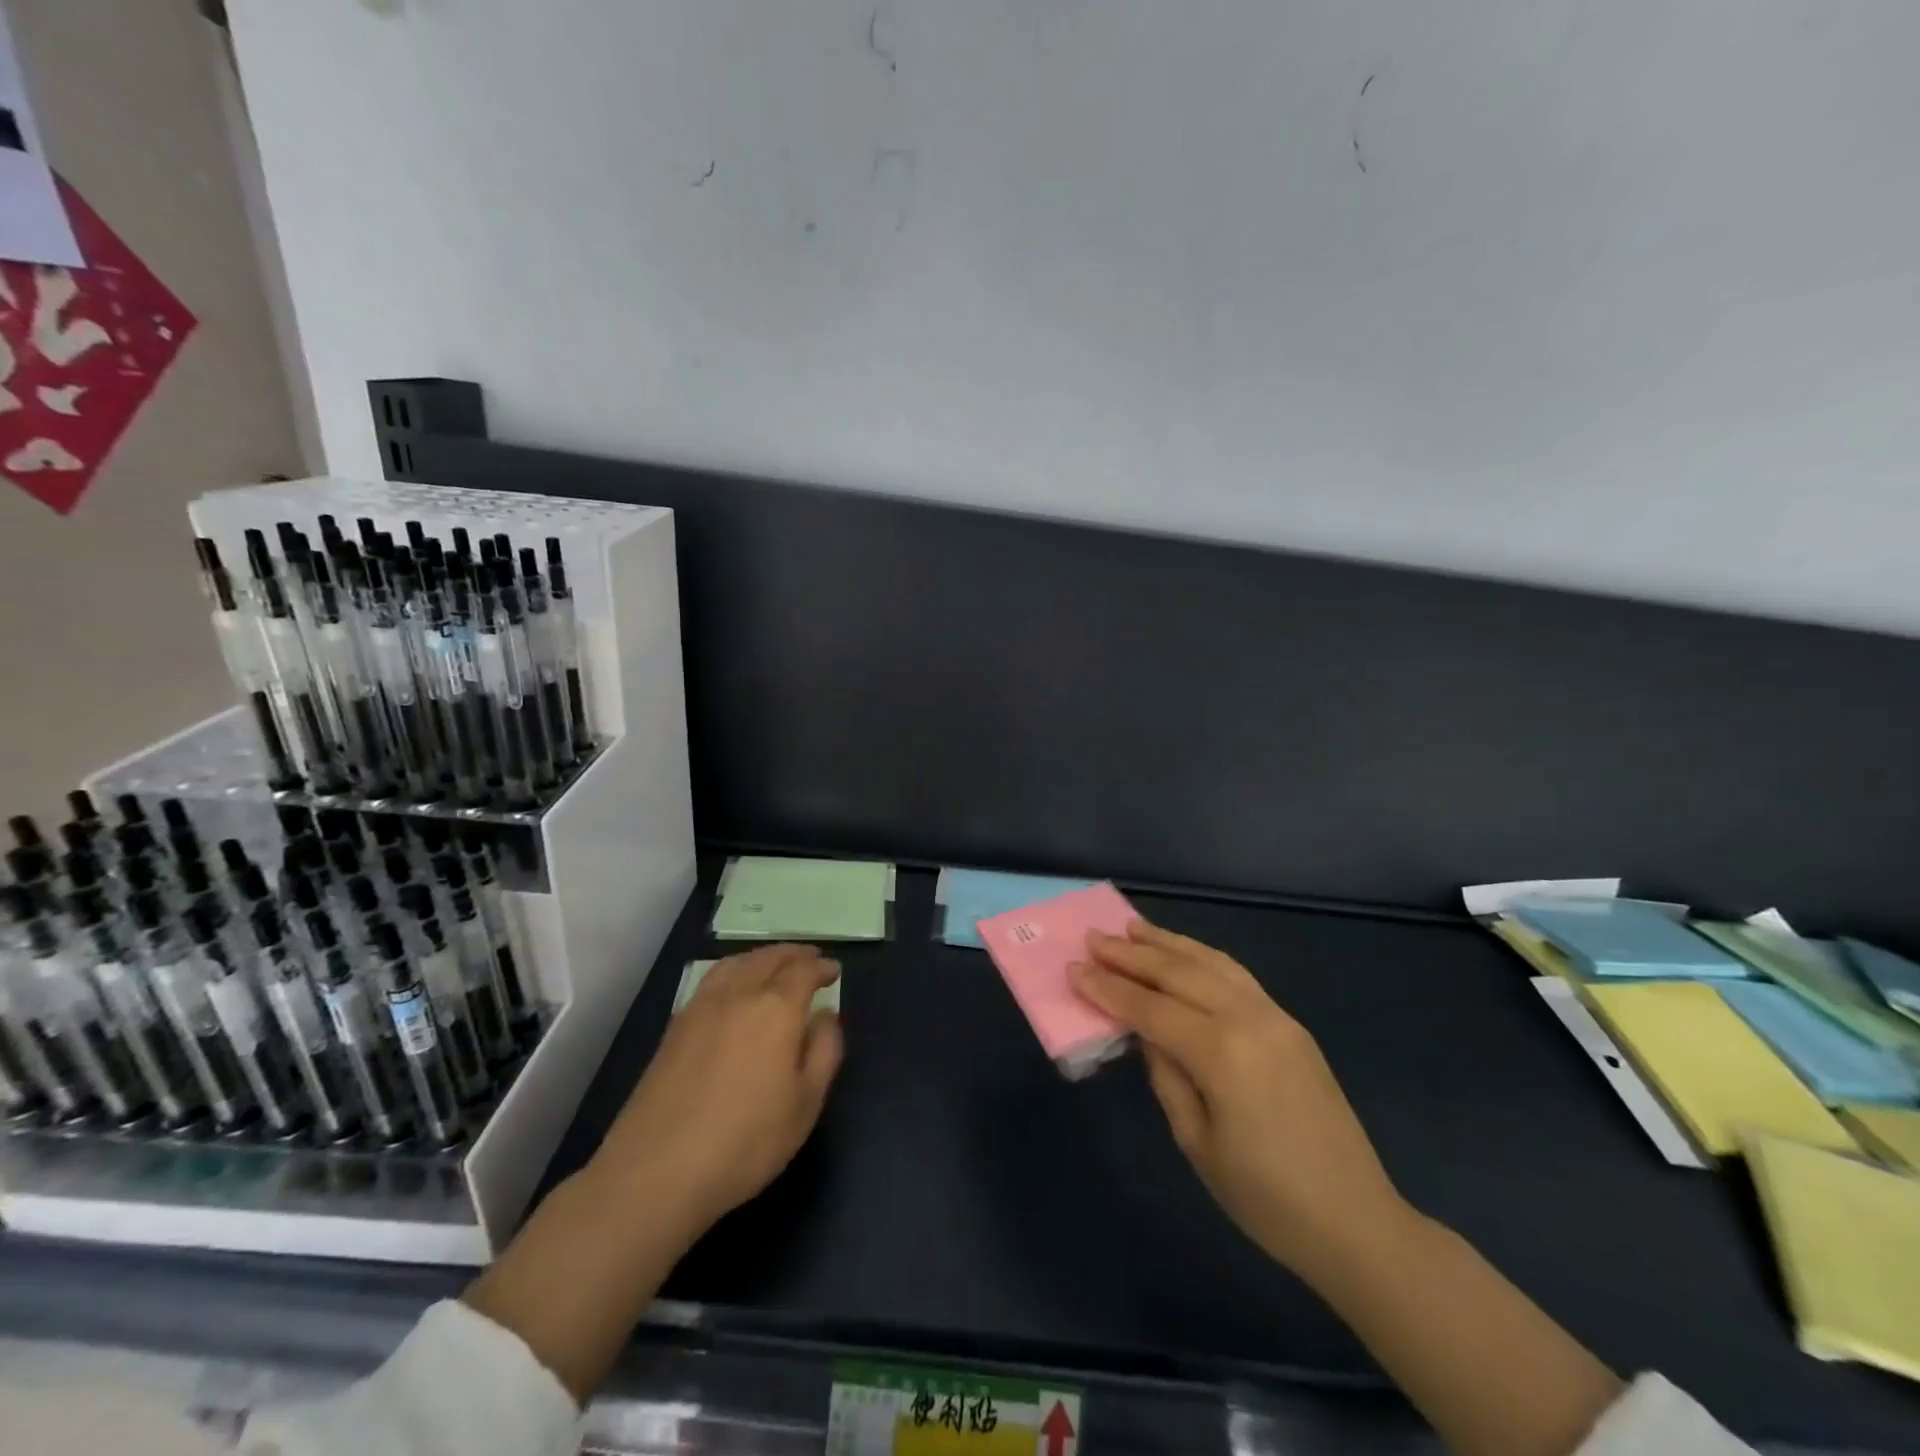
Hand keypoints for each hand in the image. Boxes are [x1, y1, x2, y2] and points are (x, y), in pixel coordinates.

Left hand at [591, 943, 844, 1241]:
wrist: (657, 1171)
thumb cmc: (746, 1141)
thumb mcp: (806, 1103)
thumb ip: (824, 1051)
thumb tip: (825, 1015)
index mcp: (776, 1008)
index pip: (803, 971)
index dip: (821, 967)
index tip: (833, 971)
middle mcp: (739, 994)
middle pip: (769, 958)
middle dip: (793, 954)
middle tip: (810, 958)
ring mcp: (701, 1007)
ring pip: (737, 963)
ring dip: (762, 957)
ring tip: (774, 964)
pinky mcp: (675, 1026)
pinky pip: (712, 979)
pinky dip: (734, 969)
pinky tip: (734, 987)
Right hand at [1072, 922, 1407, 1280]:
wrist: (1356, 1222)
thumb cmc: (1266, 1199)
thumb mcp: (1197, 1142)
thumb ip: (1166, 1075)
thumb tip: (1146, 1031)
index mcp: (1222, 1054)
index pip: (1150, 1008)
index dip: (1108, 989)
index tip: (1074, 968)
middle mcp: (1249, 1019)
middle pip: (1179, 973)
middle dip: (1132, 953)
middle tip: (1094, 938)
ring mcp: (1275, 1016)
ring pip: (1211, 962)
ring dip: (1168, 942)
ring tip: (1133, 927)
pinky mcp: (1290, 1023)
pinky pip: (1237, 975)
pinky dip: (1203, 956)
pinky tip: (1184, 952)